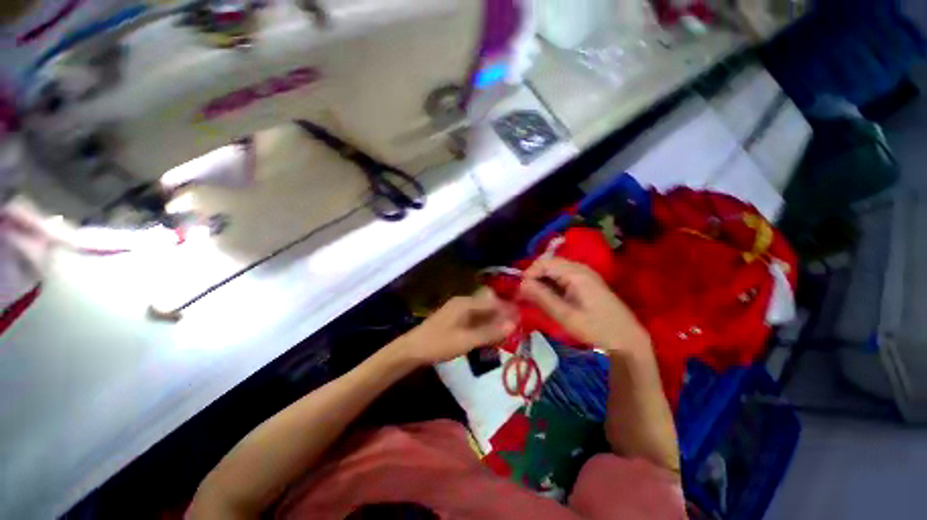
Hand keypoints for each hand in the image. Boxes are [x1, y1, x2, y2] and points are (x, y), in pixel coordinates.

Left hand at [393, 289, 516, 365]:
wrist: (412, 349)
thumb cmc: (439, 344)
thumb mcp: (466, 340)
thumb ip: (490, 332)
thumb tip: (513, 324)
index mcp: (466, 303)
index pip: (493, 301)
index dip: (508, 309)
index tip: (523, 318)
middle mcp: (463, 303)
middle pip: (488, 305)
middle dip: (502, 315)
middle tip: (516, 328)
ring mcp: (458, 310)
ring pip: (482, 312)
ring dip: (494, 321)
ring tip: (506, 333)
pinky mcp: (455, 319)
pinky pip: (475, 319)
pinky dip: (484, 326)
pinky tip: (490, 336)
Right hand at [520, 258, 650, 356]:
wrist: (627, 339)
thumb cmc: (596, 328)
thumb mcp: (565, 315)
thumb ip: (542, 297)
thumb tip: (521, 284)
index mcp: (575, 273)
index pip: (543, 263)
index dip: (528, 274)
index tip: (521, 292)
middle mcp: (579, 268)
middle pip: (548, 264)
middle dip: (534, 278)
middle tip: (526, 296)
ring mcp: (584, 273)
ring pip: (554, 270)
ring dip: (542, 281)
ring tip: (536, 299)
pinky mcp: (586, 281)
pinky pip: (562, 276)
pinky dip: (552, 284)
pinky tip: (551, 298)